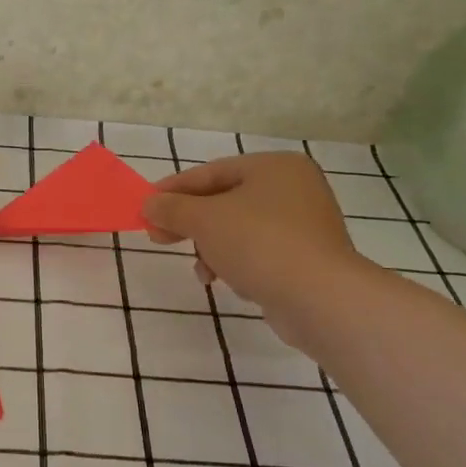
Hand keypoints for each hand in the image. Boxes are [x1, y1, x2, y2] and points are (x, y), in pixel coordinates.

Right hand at [143, 153, 368, 319]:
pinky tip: (227, 281)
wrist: (319, 299)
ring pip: (240, 230)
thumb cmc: (259, 243)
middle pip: (225, 201)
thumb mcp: (204, 220)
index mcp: (275, 167)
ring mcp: (304, 226)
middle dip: (191, 223)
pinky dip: (237, 263)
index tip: (145, 207)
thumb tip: (149, 205)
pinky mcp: (306, 259)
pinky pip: (259, 253)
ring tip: (201, 270)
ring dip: (212, 248)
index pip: (212, 172)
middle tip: (158, 238)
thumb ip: (172, 208)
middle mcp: (294, 189)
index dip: (174, 190)